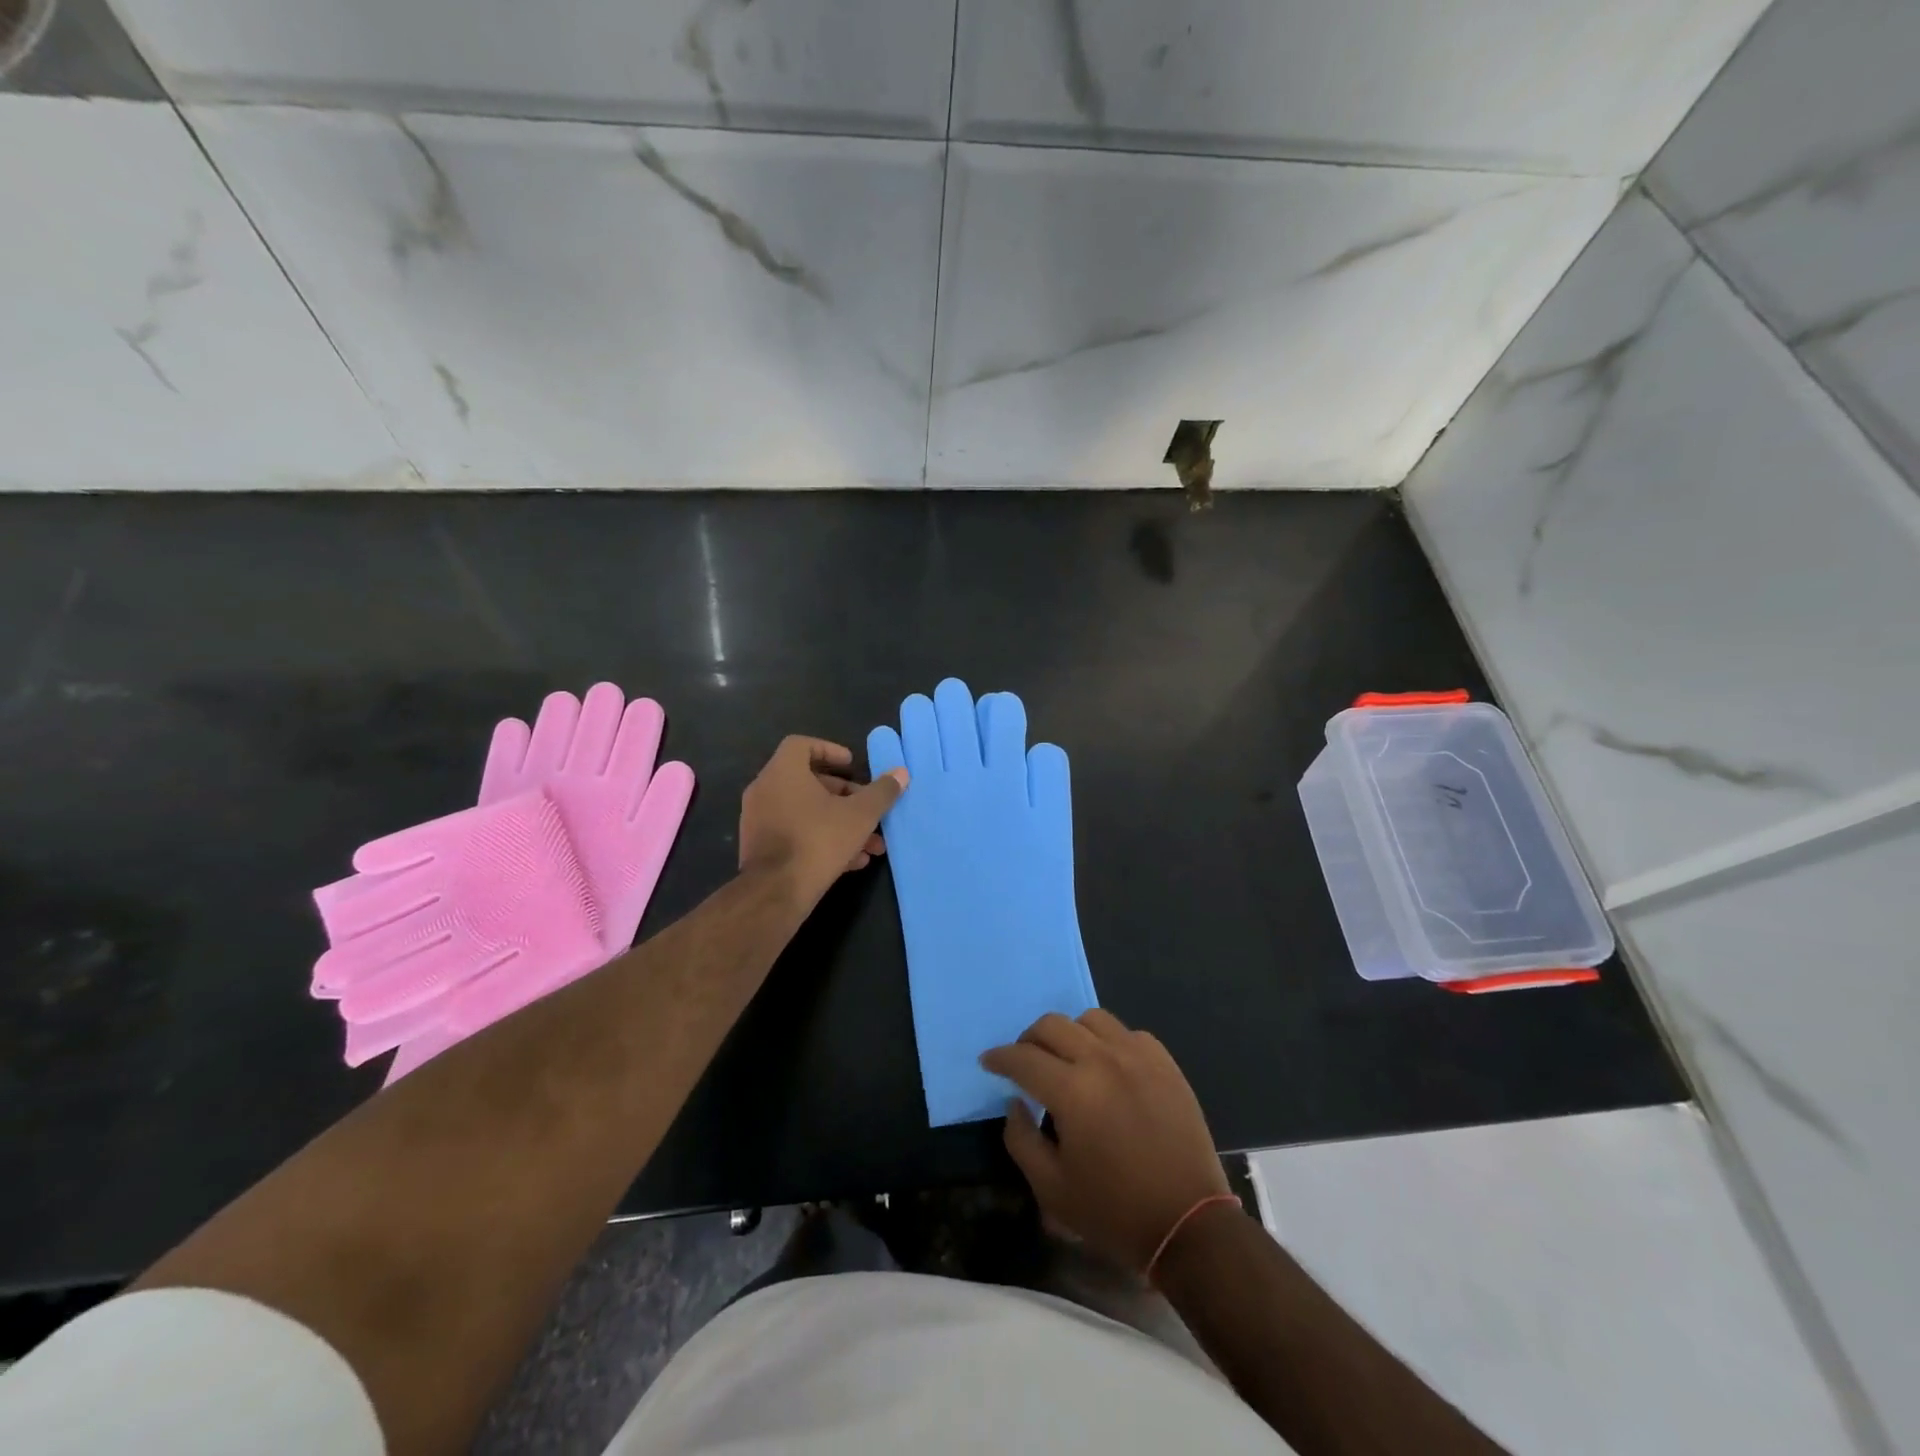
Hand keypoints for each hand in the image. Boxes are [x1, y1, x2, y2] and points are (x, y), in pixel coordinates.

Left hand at [739, 736, 906, 901]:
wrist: (775, 893)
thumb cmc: (818, 841)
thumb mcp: (860, 815)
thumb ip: (881, 792)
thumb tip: (901, 773)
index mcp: (783, 772)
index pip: (801, 745)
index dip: (829, 750)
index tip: (852, 765)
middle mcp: (765, 790)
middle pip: (808, 782)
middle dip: (845, 796)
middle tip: (869, 808)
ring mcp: (759, 820)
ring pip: (805, 812)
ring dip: (840, 822)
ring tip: (872, 844)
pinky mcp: (760, 848)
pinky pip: (795, 833)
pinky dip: (821, 839)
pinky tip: (852, 861)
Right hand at [981, 1009, 1231, 1274]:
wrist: (1189, 1224)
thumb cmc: (1114, 1212)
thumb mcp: (1052, 1189)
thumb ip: (1021, 1140)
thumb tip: (1015, 1102)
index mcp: (1072, 1091)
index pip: (1023, 1058)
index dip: (999, 1057)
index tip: (988, 1062)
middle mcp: (1103, 1060)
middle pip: (1053, 1025)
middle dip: (1029, 1040)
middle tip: (1025, 1062)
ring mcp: (1138, 1056)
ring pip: (1091, 1020)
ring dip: (1070, 1034)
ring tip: (1068, 1060)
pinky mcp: (1165, 1063)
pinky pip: (1127, 1033)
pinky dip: (1109, 1042)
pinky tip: (1109, 1068)